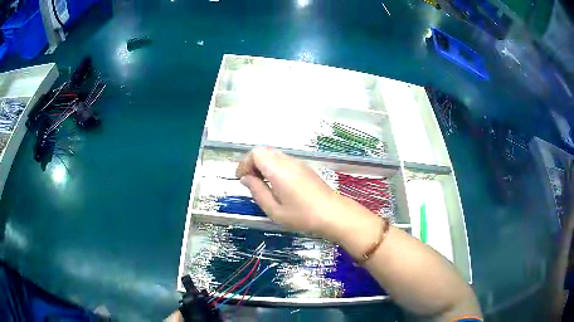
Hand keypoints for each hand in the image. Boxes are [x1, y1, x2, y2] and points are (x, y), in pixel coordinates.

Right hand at [236, 147, 354, 239]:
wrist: (334, 214)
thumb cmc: (302, 215)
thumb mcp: (274, 210)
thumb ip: (257, 191)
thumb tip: (246, 178)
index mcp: (277, 169)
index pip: (255, 153)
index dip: (244, 164)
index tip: (241, 179)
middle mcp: (287, 161)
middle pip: (264, 151)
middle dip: (252, 163)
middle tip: (250, 181)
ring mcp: (298, 163)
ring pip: (274, 155)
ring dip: (263, 165)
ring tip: (262, 184)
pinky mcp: (305, 168)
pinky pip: (284, 161)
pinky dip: (274, 167)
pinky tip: (277, 185)